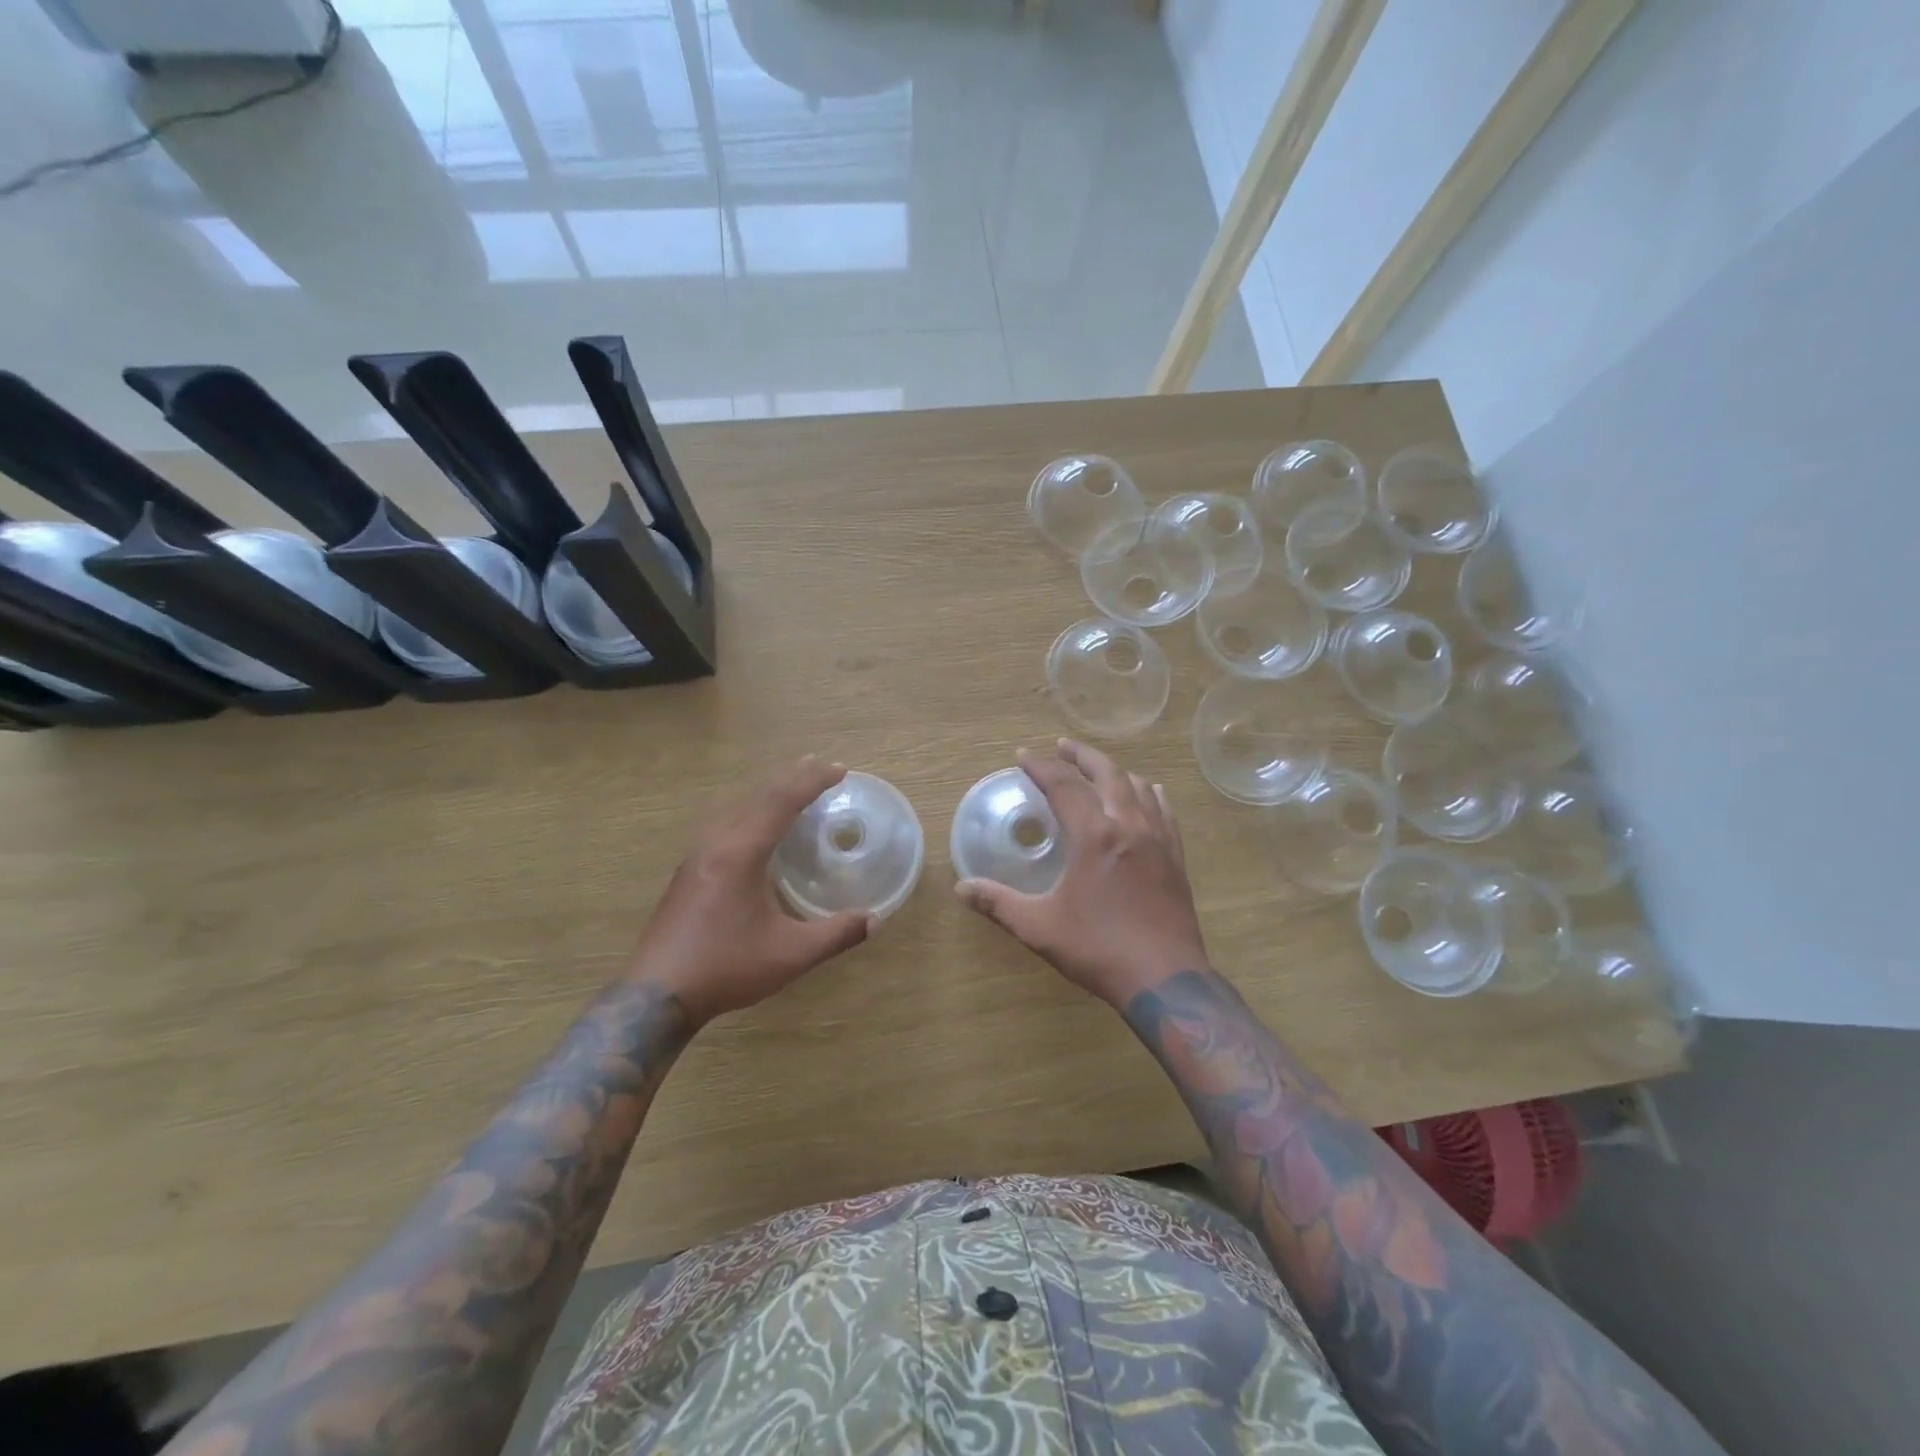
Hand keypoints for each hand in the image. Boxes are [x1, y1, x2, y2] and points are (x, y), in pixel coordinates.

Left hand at [632, 757, 876, 1025]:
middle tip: (819, 764)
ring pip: (738, 808)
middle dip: (791, 777)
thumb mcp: (790, 954)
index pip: (782, 802)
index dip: (812, 782)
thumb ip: (836, 934)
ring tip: (791, 787)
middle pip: (758, 796)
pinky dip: (751, 811)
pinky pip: (726, 823)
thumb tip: (874, 920)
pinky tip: (756, 828)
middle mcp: (718, 843)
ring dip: (768, 793)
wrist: (656, 995)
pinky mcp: (689, 872)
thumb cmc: (726, 966)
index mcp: (742, 852)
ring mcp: (698, 856)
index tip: (839, 770)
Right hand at [956, 739, 1207, 1007]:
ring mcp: (1158, 839)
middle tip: (1061, 747)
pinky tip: (1148, 793)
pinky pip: (1164, 810)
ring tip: (1097, 770)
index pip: (1063, 786)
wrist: (1165, 979)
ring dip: (1114, 771)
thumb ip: (999, 903)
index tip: (1023, 756)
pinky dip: (1149, 793)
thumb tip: (961, 888)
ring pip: (1138, 786)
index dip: (1040, 767)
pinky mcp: (1176, 856)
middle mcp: (1128, 825)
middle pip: (1106, 773)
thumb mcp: (1039, 928)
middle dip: (1081, 756)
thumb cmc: (1098, 949)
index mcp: (1094, 835)